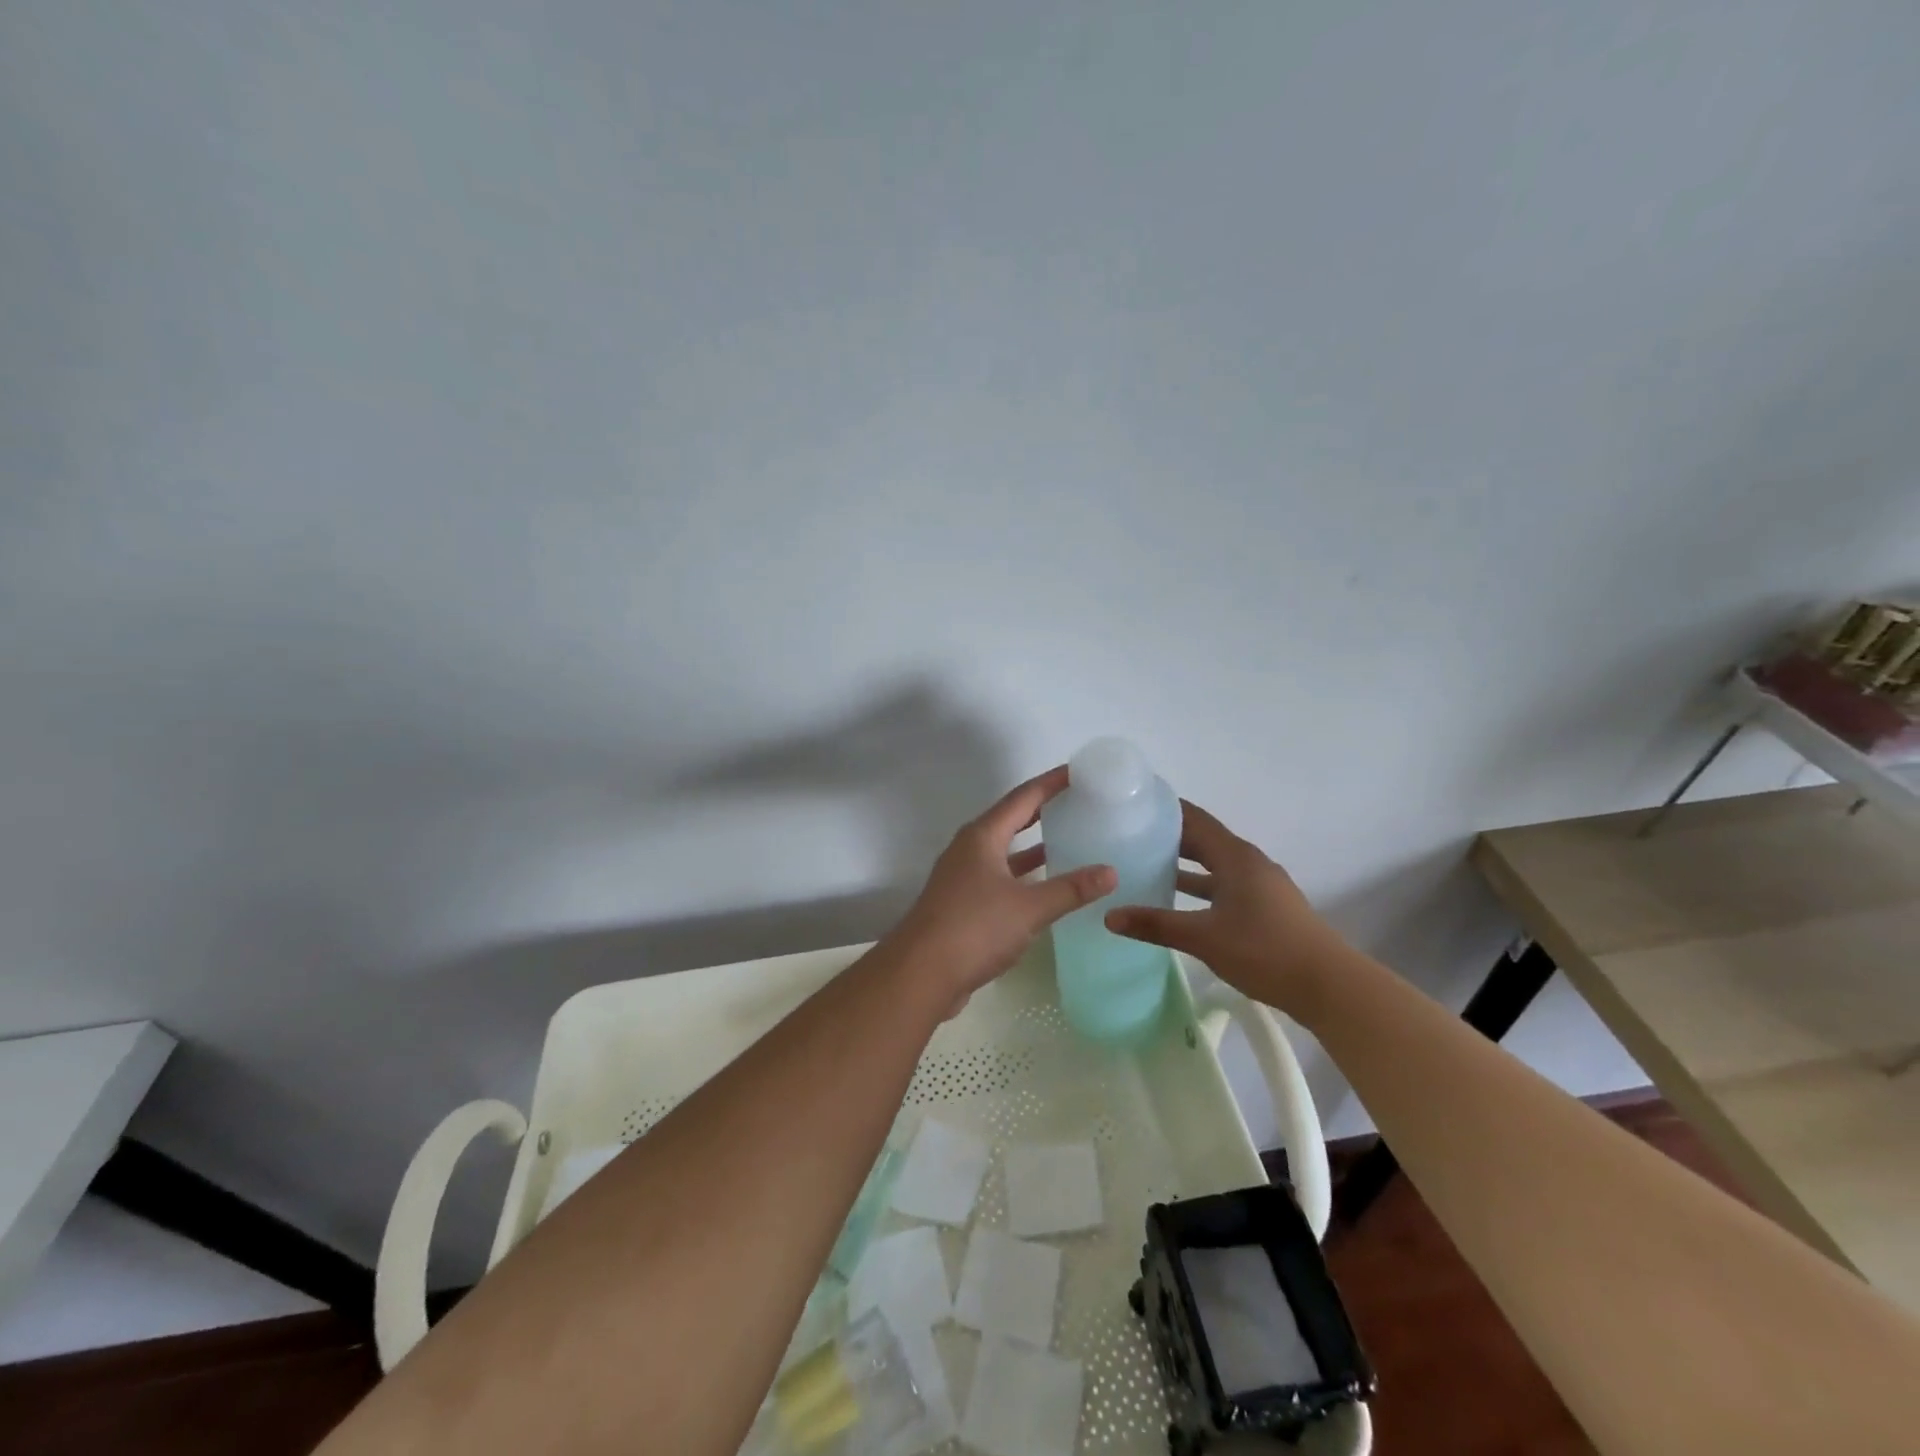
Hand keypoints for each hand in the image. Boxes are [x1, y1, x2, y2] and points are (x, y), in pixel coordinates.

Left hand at [882, 766, 1115, 1014]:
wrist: (921, 974)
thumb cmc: (974, 928)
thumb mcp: (1029, 907)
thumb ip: (1070, 889)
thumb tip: (1110, 871)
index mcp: (982, 837)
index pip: (1022, 798)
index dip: (1050, 783)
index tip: (1078, 771)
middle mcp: (969, 849)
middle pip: (1011, 820)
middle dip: (1042, 810)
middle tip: (1078, 803)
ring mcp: (962, 877)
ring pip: (1004, 852)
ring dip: (1033, 847)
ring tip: (1068, 841)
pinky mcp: (962, 904)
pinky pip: (999, 878)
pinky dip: (1023, 876)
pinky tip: (1045, 888)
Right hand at [1104, 800, 1347, 1020]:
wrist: (1328, 986)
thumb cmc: (1264, 950)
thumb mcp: (1203, 937)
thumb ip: (1155, 924)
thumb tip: (1109, 917)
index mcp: (1235, 857)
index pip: (1195, 819)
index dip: (1167, 809)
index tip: (1134, 804)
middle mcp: (1249, 863)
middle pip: (1204, 840)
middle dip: (1170, 836)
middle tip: (1131, 835)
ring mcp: (1262, 885)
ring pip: (1215, 865)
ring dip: (1185, 864)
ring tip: (1147, 865)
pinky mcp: (1267, 907)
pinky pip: (1225, 884)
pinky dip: (1201, 886)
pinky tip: (1181, 902)